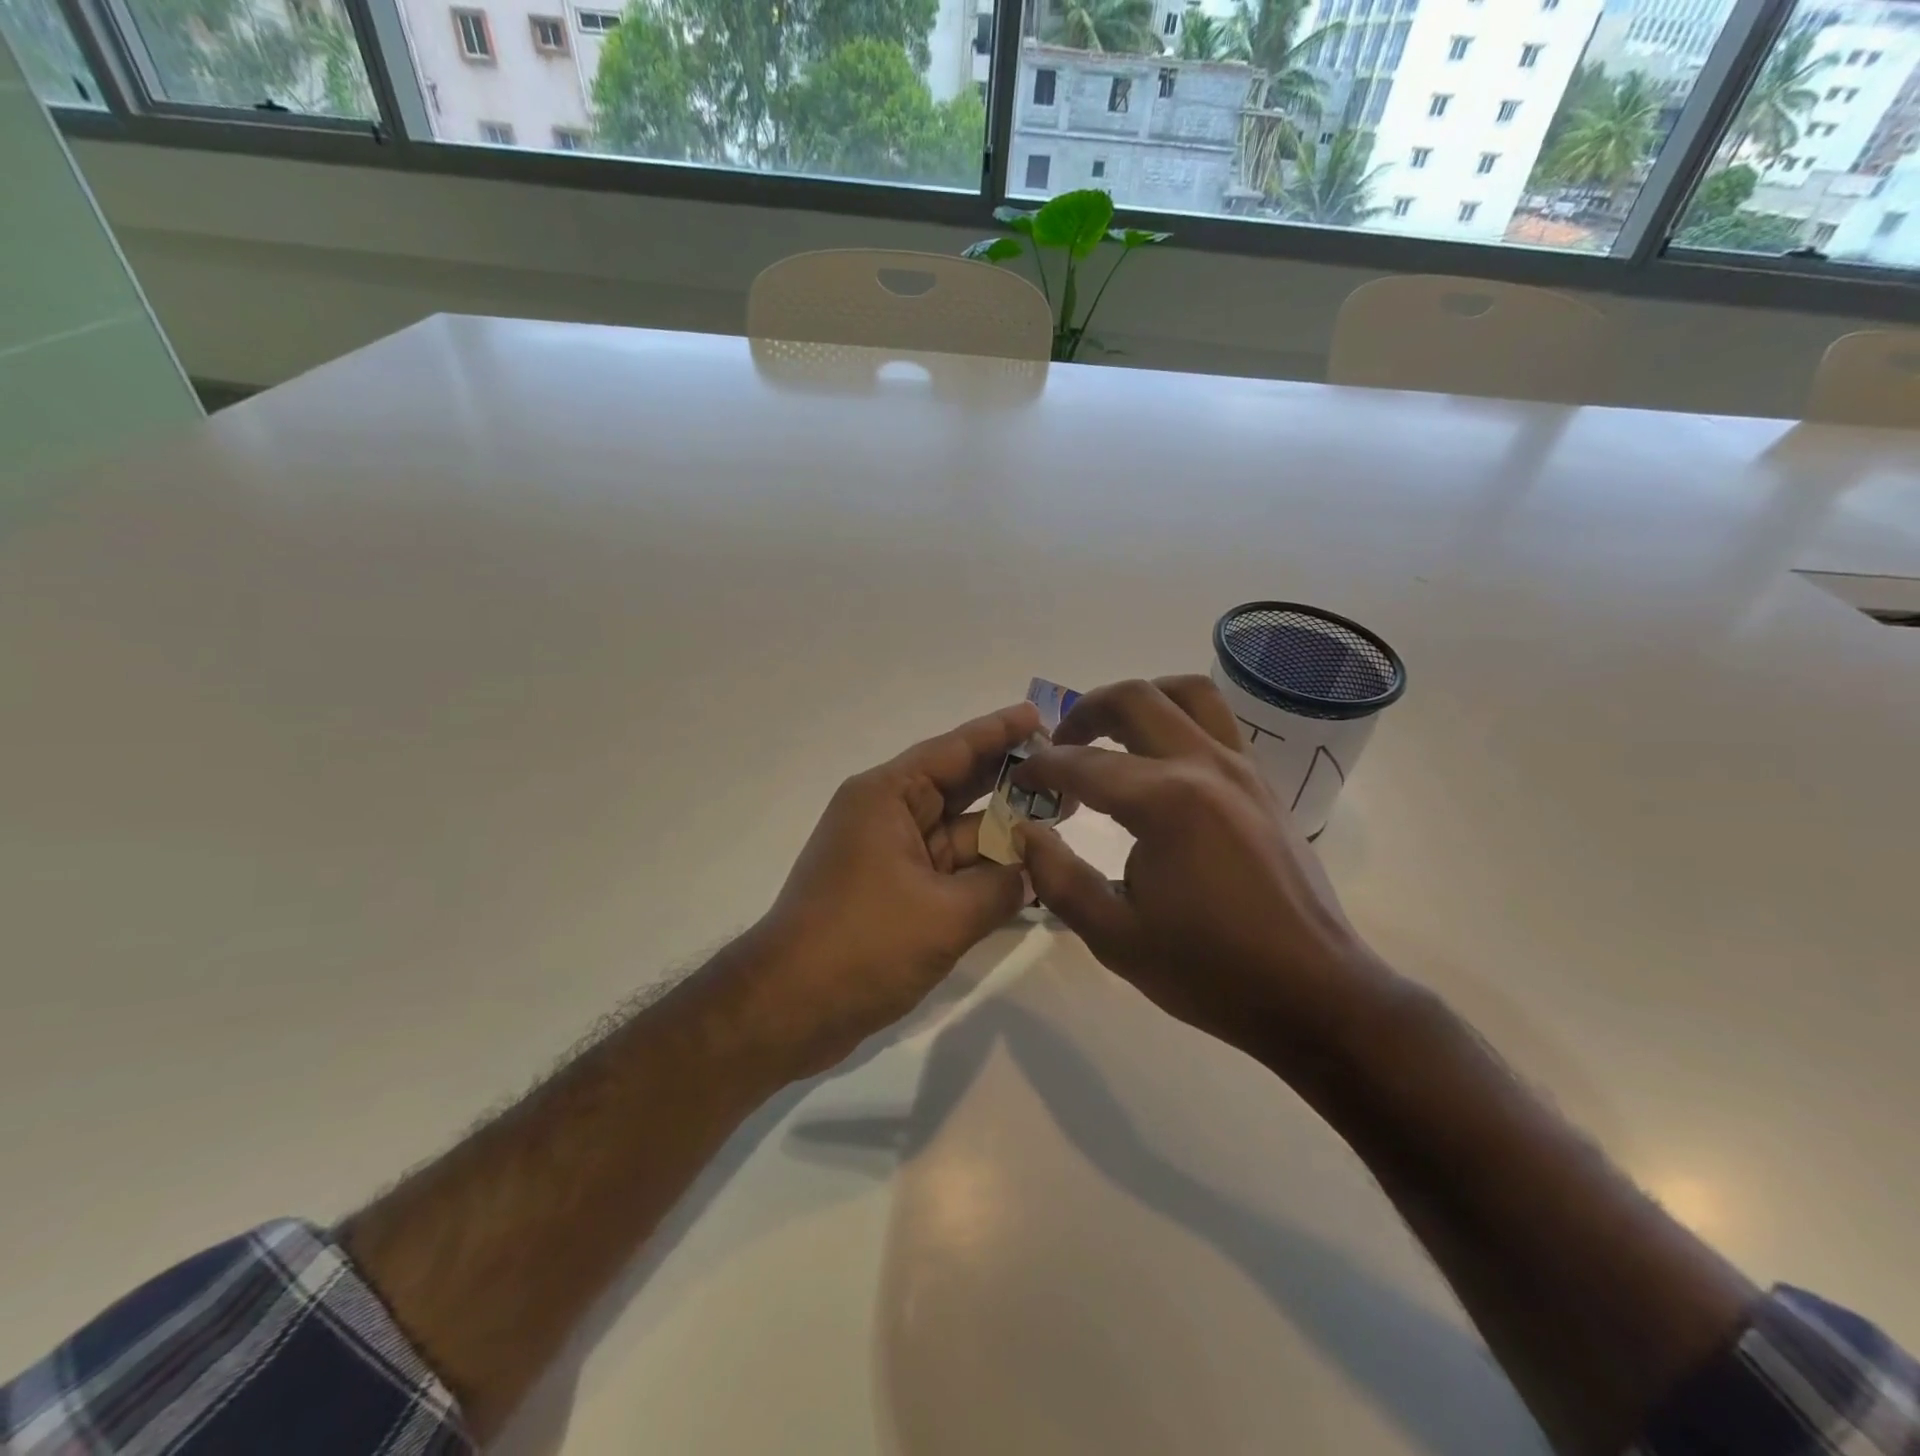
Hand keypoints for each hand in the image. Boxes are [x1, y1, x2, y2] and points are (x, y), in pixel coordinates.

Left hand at [744, 702, 1040, 1074]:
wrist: (788, 1009)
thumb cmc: (863, 944)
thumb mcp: (944, 914)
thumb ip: (1001, 887)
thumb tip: (1032, 872)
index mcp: (888, 797)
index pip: (954, 750)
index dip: (1000, 732)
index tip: (1041, 716)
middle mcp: (888, 816)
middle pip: (960, 788)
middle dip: (1013, 781)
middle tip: (1069, 771)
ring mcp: (890, 857)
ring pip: (959, 834)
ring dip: (1004, 833)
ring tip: (1063, 821)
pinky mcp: (894, 895)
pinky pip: (950, 872)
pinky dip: (984, 873)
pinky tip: (1029, 874)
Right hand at [1014, 676, 1391, 1070]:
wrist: (1313, 993)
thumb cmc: (1210, 971)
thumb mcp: (1115, 937)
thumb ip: (1058, 878)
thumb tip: (1026, 830)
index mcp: (1166, 803)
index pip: (1084, 764)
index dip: (1042, 767)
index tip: (1020, 779)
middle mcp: (1205, 767)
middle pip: (1135, 699)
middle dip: (1084, 712)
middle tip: (1060, 746)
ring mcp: (1243, 768)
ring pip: (1187, 693)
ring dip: (1140, 699)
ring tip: (1112, 734)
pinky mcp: (1263, 783)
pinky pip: (1217, 721)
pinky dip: (1179, 718)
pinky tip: (1161, 760)